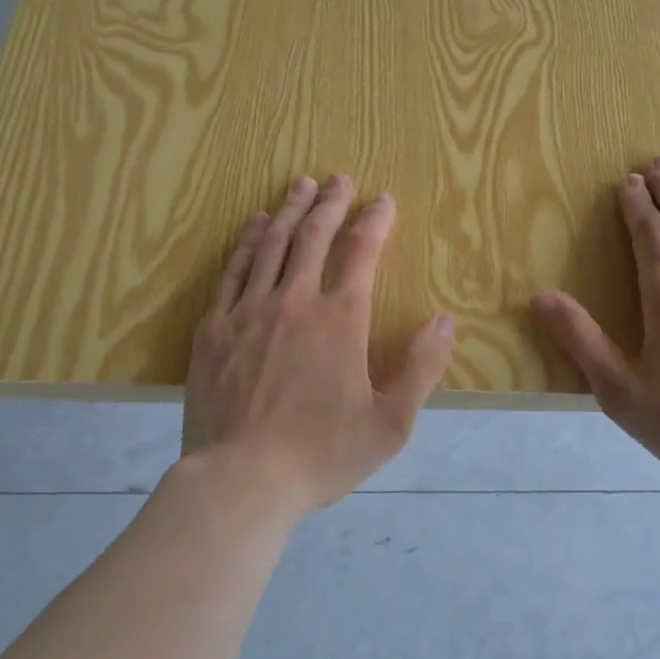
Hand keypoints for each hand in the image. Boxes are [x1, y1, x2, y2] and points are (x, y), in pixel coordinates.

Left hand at [184, 174, 455, 515]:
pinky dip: (247, 242)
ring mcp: (249, 311)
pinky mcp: (215, 328)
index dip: (375, 220)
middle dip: (330, 202)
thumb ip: (421, 368)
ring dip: (290, 210)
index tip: (383, 199)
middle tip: (338, 179)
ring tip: (300, 185)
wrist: (241, 480)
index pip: (362, 252)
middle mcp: (295, 301)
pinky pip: (233, 270)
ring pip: (272, 244)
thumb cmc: (322, 454)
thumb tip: (444, 320)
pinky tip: (255, 225)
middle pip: (314, 235)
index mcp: (341, 319)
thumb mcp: (390, 423)